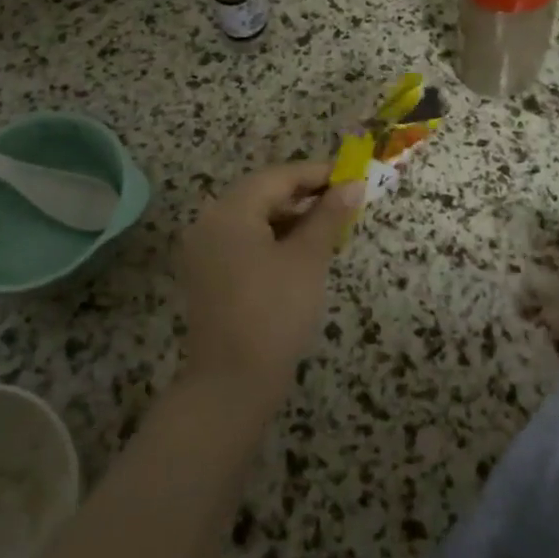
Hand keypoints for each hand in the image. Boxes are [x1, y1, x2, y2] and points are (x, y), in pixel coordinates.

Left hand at [173, 161, 362, 416]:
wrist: (232, 384)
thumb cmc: (274, 313)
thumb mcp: (307, 259)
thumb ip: (328, 216)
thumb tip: (353, 185)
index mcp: (230, 211)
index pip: (279, 177)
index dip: (317, 174)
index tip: (353, 177)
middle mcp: (210, 222)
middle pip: (263, 194)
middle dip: (305, 196)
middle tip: (346, 202)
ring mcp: (205, 250)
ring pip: (254, 218)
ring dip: (292, 218)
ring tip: (330, 226)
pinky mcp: (209, 274)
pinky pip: (245, 241)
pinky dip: (274, 239)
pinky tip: (303, 250)